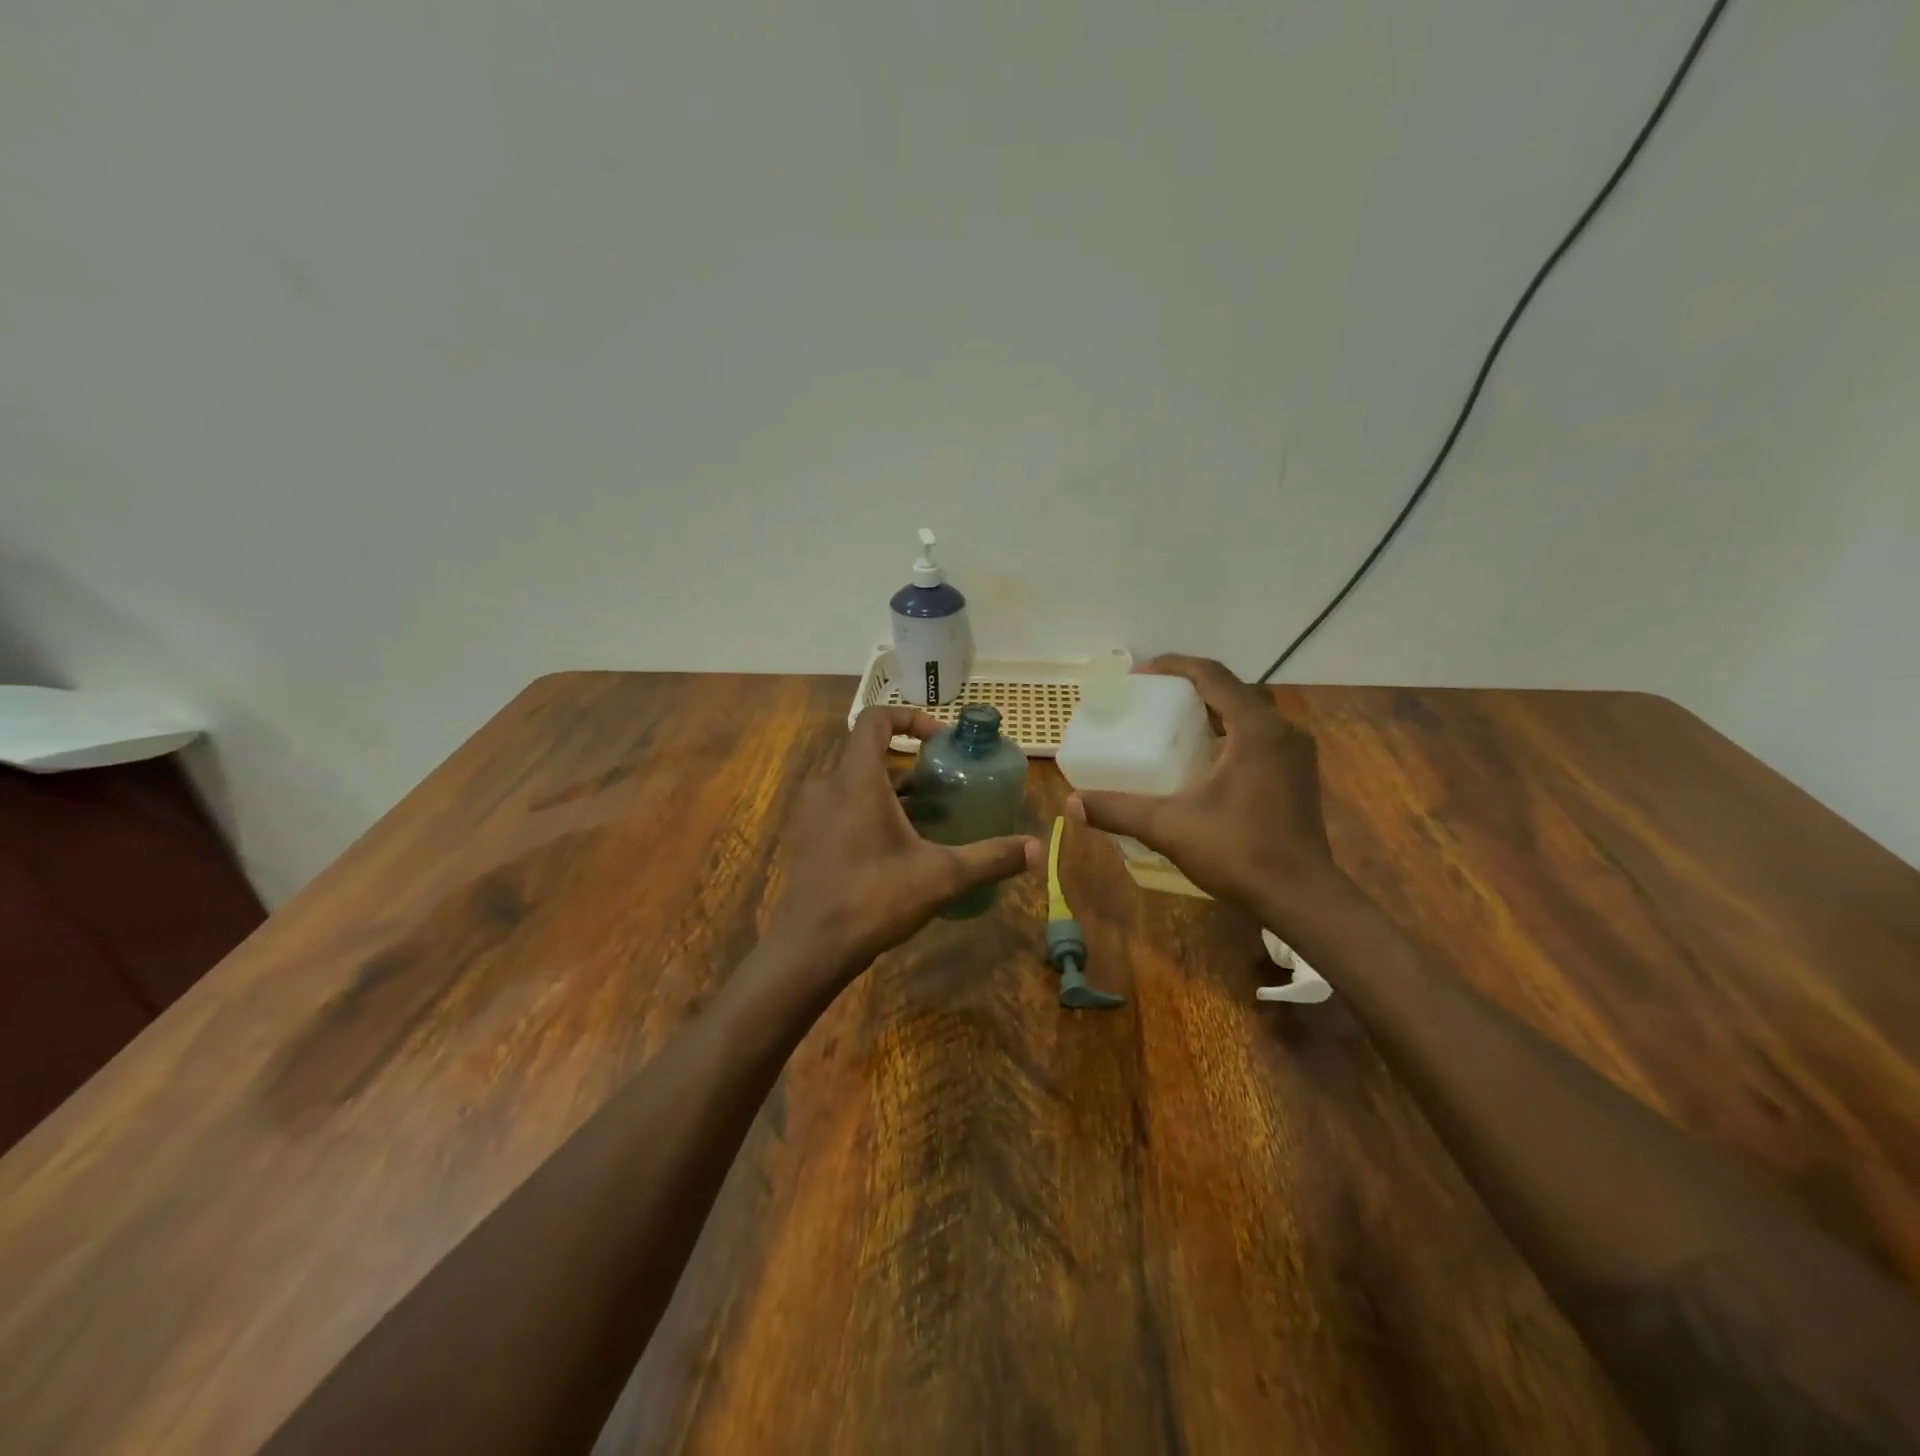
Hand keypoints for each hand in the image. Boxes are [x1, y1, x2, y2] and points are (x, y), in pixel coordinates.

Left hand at [764, 706, 1040, 981]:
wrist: (810, 948)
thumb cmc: (873, 899)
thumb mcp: (941, 876)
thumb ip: (990, 858)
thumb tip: (1038, 848)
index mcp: (857, 780)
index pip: (875, 719)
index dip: (909, 717)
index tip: (939, 739)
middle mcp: (828, 786)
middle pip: (868, 753)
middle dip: (908, 762)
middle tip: (944, 784)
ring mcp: (812, 814)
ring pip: (855, 783)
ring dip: (891, 790)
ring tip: (927, 815)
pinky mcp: (806, 839)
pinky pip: (841, 808)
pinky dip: (869, 811)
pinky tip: (896, 847)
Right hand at [1067, 655, 1339, 912]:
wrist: (1301, 897)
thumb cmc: (1239, 852)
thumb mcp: (1169, 827)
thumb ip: (1119, 810)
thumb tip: (1073, 803)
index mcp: (1256, 729)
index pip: (1212, 675)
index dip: (1173, 667)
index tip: (1139, 676)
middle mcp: (1282, 730)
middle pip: (1230, 690)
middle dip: (1189, 688)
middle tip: (1151, 700)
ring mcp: (1295, 753)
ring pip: (1248, 714)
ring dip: (1211, 711)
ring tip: (1172, 725)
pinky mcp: (1298, 775)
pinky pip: (1259, 737)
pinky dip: (1229, 734)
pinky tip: (1203, 760)